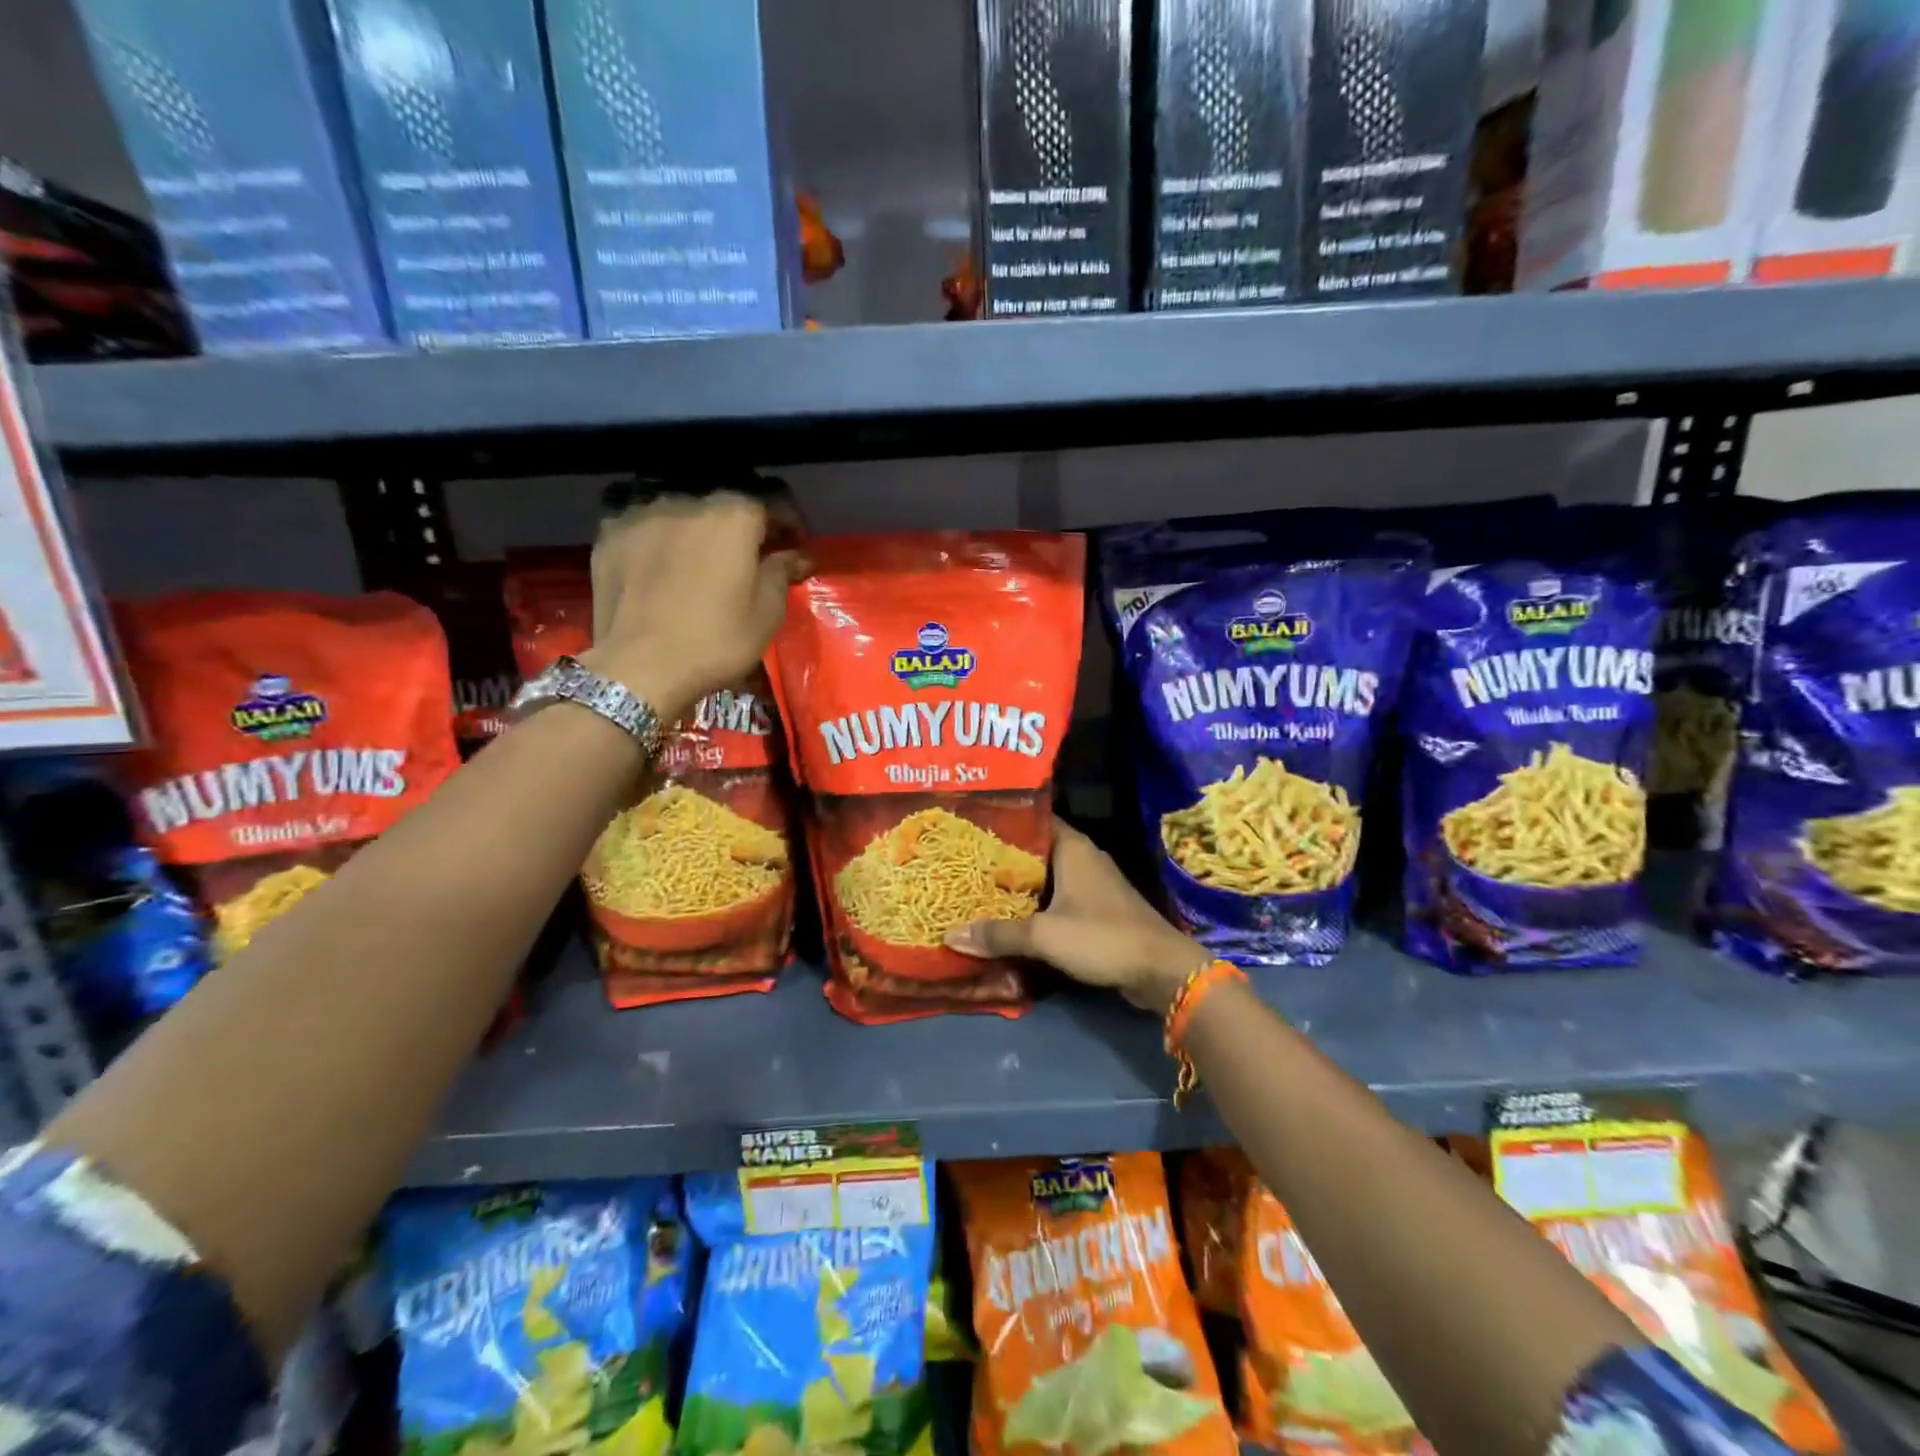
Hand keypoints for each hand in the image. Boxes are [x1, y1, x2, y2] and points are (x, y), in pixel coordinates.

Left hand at [581, 492, 805, 720]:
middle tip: (750, 554)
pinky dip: (660, 538)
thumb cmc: (715, 641)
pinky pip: (645, 526)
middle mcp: (686, 502)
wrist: (640, 667)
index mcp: (732, 517)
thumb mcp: (766, 614)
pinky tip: (663, 562)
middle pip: (723, 504)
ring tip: (702, 557)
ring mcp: (641, 515)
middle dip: (742, 525)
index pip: (770, 501)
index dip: (788, 521)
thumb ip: (781, 573)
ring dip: (698, 528)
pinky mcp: (609, 535)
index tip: (795, 544)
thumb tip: (796, 555)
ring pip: (681, 511)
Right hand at [944, 818, 1211, 1013]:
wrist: (1161, 970)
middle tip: (966, 862)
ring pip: (1047, 876)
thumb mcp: (1044, 935)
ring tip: (980, 888)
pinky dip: (1038, 904)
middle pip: (1036, 849)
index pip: (1033, 819)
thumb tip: (950, 935)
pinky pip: (1059, 897)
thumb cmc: (1102, 937)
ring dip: (1020, 884)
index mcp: (1072, 847)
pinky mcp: (1099, 908)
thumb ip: (999, 934)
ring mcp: (1093, 883)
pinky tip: (1012, 916)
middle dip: (1004, 857)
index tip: (971, 827)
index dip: (1003, 822)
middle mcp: (1083, 857)